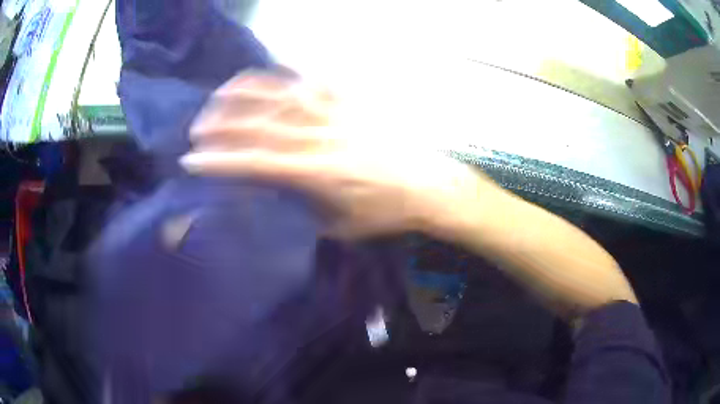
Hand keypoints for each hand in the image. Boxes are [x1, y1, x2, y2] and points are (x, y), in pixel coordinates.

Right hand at [181, 72, 481, 237]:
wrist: (431, 186)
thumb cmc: (387, 212)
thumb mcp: (341, 226)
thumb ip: (304, 212)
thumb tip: (275, 199)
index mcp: (318, 172)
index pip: (257, 162)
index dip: (221, 161)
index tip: (192, 160)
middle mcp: (323, 136)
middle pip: (263, 124)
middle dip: (224, 124)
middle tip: (197, 126)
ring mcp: (339, 114)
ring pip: (284, 95)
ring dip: (248, 93)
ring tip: (221, 94)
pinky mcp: (353, 102)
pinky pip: (316, 83)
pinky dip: (288, 78)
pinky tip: (270, 78)